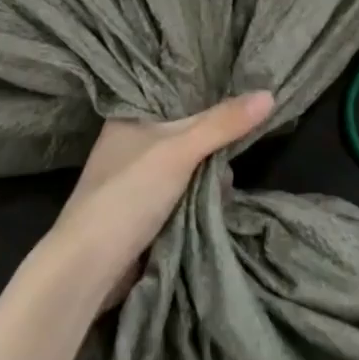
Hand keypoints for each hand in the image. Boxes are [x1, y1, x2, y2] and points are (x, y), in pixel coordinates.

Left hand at [47, 92, 274, 308]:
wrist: (89, 265)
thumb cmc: (129, 194)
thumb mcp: (179, 151)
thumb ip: (222, 124)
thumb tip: (268, 94)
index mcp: (128, 116)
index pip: (174, 94)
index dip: (207, 97)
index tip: (240, 103)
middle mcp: (129, 142)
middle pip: (186, 133)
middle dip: (213, 147)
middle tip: (233, 156)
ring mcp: (134, 179)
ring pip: (186, 166)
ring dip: (208, 178)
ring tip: (223, 189)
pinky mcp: (141, 209)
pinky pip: (181, 193)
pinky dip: (197, 199)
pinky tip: (213, 206)